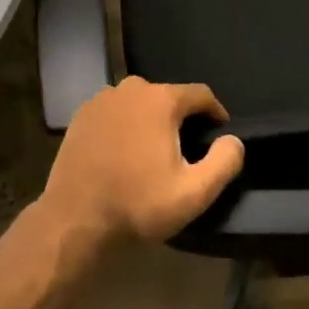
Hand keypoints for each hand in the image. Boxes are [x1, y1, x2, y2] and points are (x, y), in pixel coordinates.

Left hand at [37, 77, 244, 248]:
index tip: (220, 133)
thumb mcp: (193, 193)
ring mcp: (102, 99)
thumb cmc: (137, 204)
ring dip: (150, 120)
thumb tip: (233, 140)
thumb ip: (224, 162)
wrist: (74, 219)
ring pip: (139, 103)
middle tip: (185, 148)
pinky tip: (124, 152)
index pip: (201, 94)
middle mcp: (131, 88)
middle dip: (181, 117)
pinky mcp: (81, 115)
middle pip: (168, 96)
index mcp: (161, 100)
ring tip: (153, 150)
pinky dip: (125, 125)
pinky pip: (115, 112)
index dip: (215, 112)